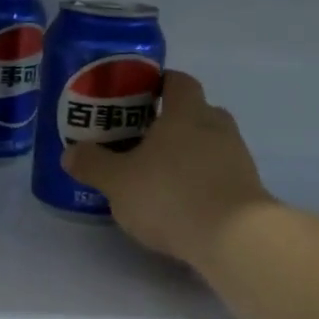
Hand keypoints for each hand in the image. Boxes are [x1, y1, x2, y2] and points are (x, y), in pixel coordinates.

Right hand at [62, 71, 273, 266]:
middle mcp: (217, 126)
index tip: (137, 96)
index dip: (158, 83)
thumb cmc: (170, 195)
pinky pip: (219, 173)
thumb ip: (93, 164)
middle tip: (142, 139)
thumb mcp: (118, 182)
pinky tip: (181, 201)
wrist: (233, 237)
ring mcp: (237, 157)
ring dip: (188, 153)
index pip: (178, 81)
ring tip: (159, 175)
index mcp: (186, 112)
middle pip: (196, 111)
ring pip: (209, 144)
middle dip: (171, 121)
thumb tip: (71, 153)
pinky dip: (201, 180)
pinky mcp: (247, 188)